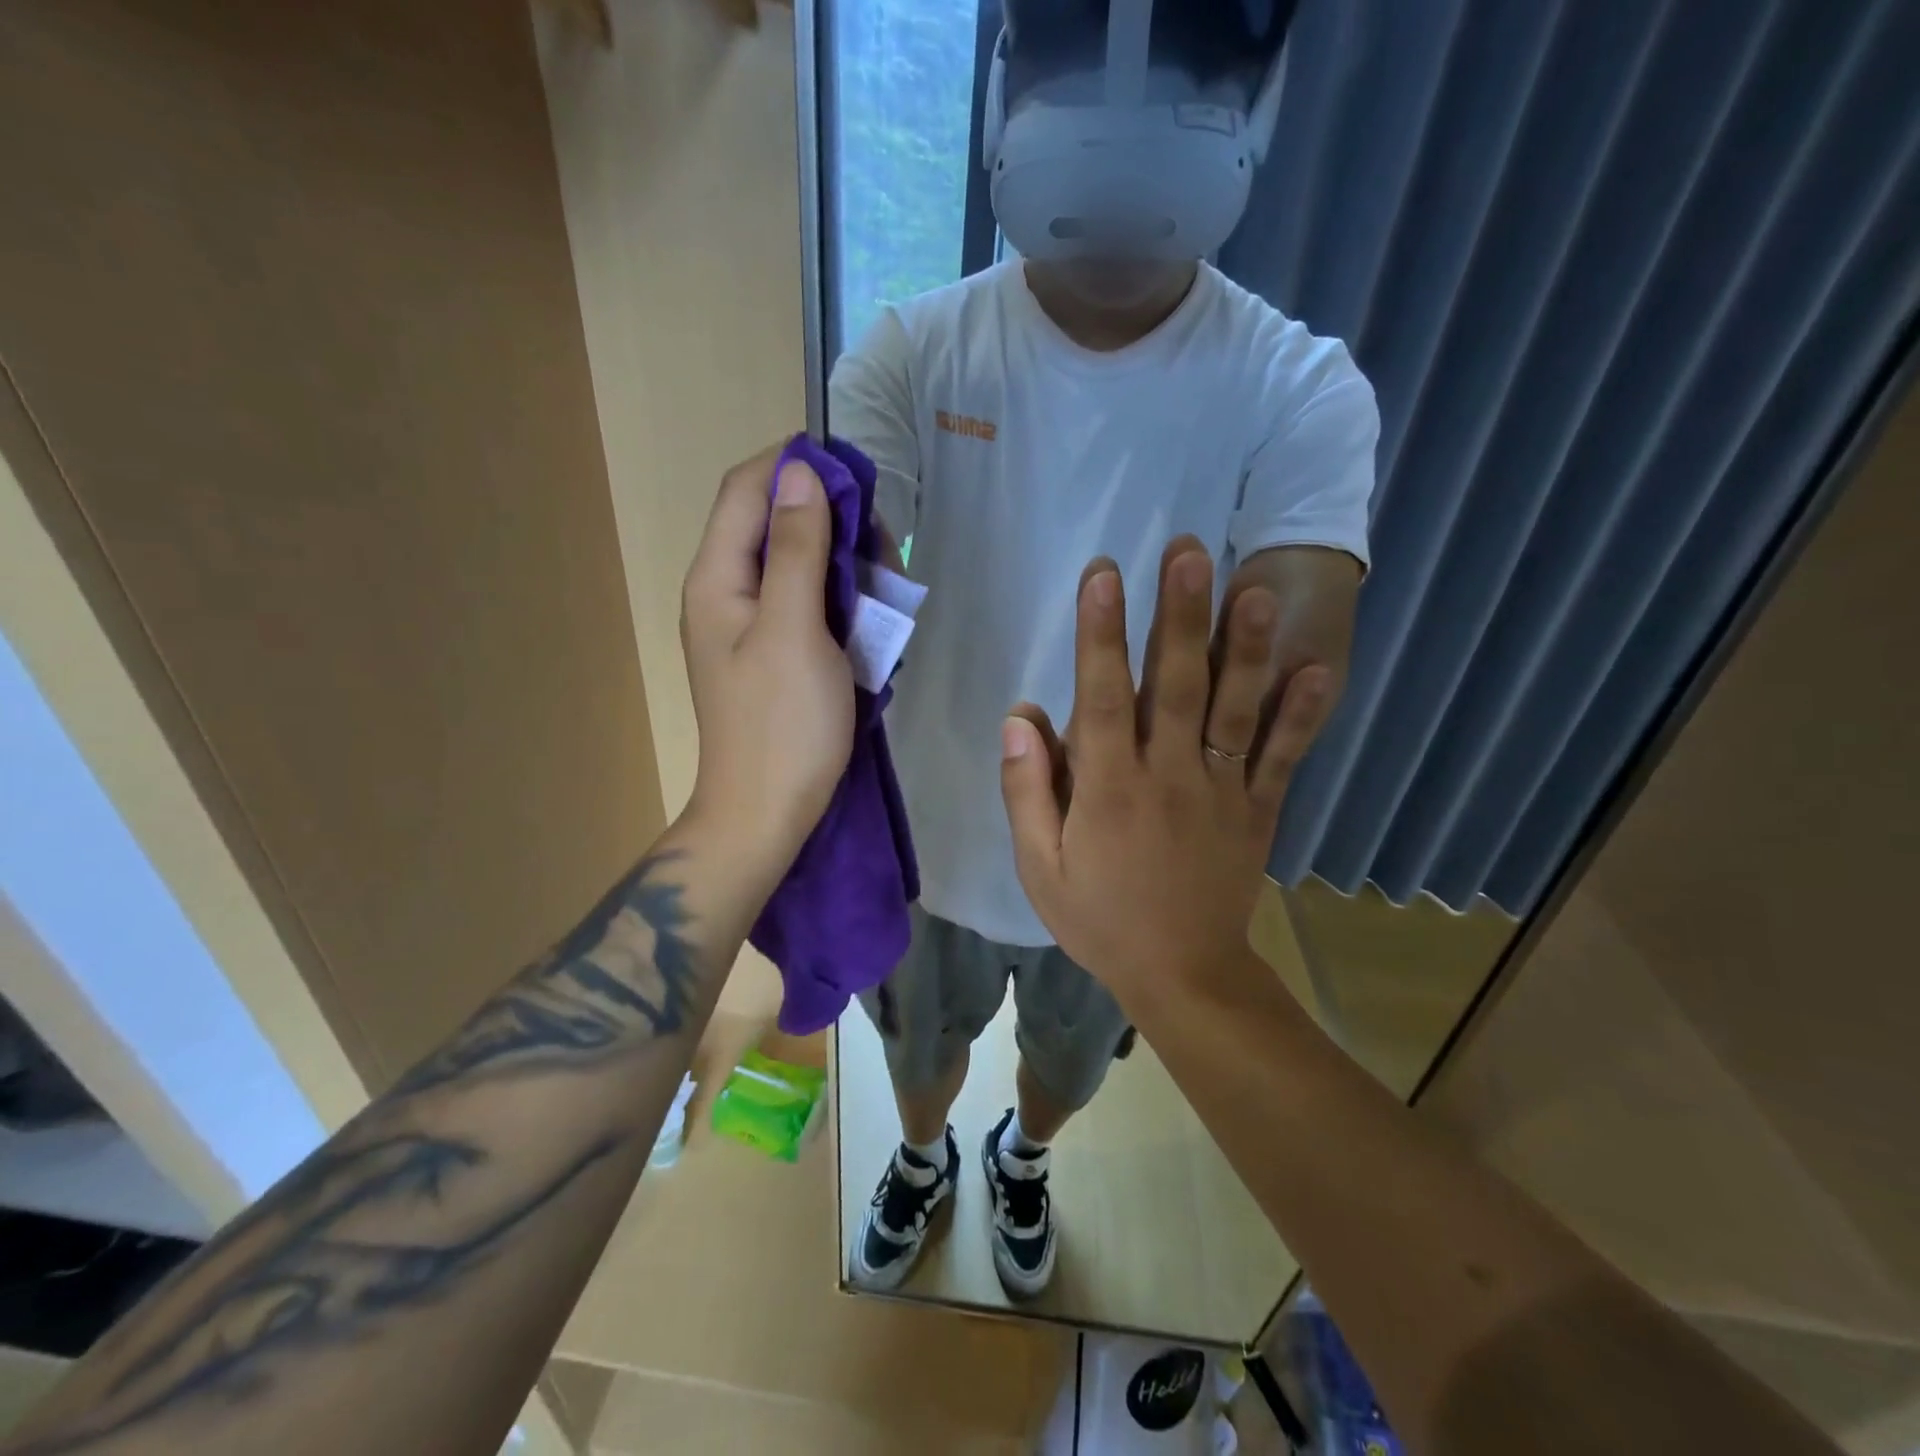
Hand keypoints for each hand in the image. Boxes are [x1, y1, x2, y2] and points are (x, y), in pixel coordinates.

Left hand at [682, 445, 853, 882]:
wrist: (767, 813)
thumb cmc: (784, 724)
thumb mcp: (795, 628)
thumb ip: (798, 548)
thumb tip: (801, 472)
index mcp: (717, 577)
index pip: (747, 489)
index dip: (796, 466)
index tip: (858, 474)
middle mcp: (724, 591)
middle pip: (769, 521)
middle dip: (825, 514)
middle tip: (880, 538)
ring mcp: (747, 624)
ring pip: (791, 561)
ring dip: (837, 556)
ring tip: (881, 576)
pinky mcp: (771, 651)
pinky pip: (802, 601)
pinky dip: (836, 594)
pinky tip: (867, 611)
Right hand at [1000, 541, 1333, 1008]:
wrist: (1182, 974)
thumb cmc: (1099, 917)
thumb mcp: (1039, 866)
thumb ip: (1026, 789)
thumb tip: (1020, 715)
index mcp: (1108, 788)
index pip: (1102, 696)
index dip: (1101, 633)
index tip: (1103, 573)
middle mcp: (1168, 775)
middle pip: (1176, 684)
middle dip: (1180, 615)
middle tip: (1187, 551)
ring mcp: (1221, 789)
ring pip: (1235, 708)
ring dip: (1245, 646)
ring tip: (1254, 588)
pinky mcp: (1258, 808)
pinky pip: (1283, 756)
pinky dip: (1302, 713)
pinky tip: (1317, 666)